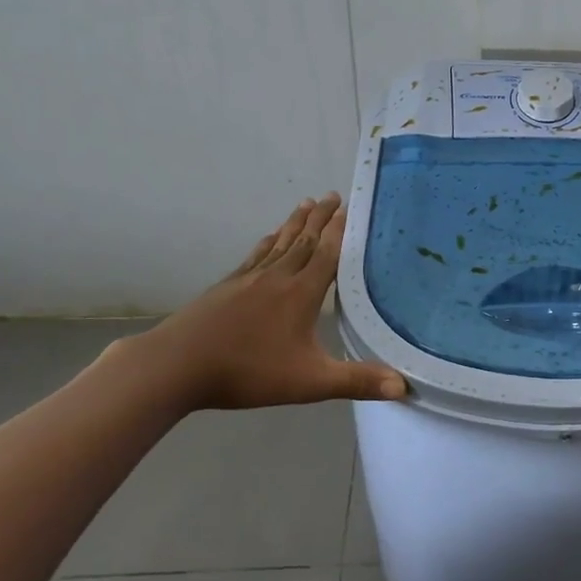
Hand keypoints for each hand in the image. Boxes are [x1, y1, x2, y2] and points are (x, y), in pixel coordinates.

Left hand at [119, 193, 406, 413]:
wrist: (177, 366)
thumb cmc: (249, 371)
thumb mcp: (310, 382)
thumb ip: (357, 381)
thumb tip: (403, 386)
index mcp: (301, 293)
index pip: (327, 254)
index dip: (340, 231)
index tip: (350, 207)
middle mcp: (277, 277)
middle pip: (303, 240)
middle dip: (320, 218)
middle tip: (332, 195)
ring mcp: (248, 279)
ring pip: (278, 243)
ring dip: (294, 223)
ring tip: (305, 204)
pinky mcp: (225, 287)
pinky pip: (254, 257)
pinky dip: (266, 243)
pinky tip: (267, 238)